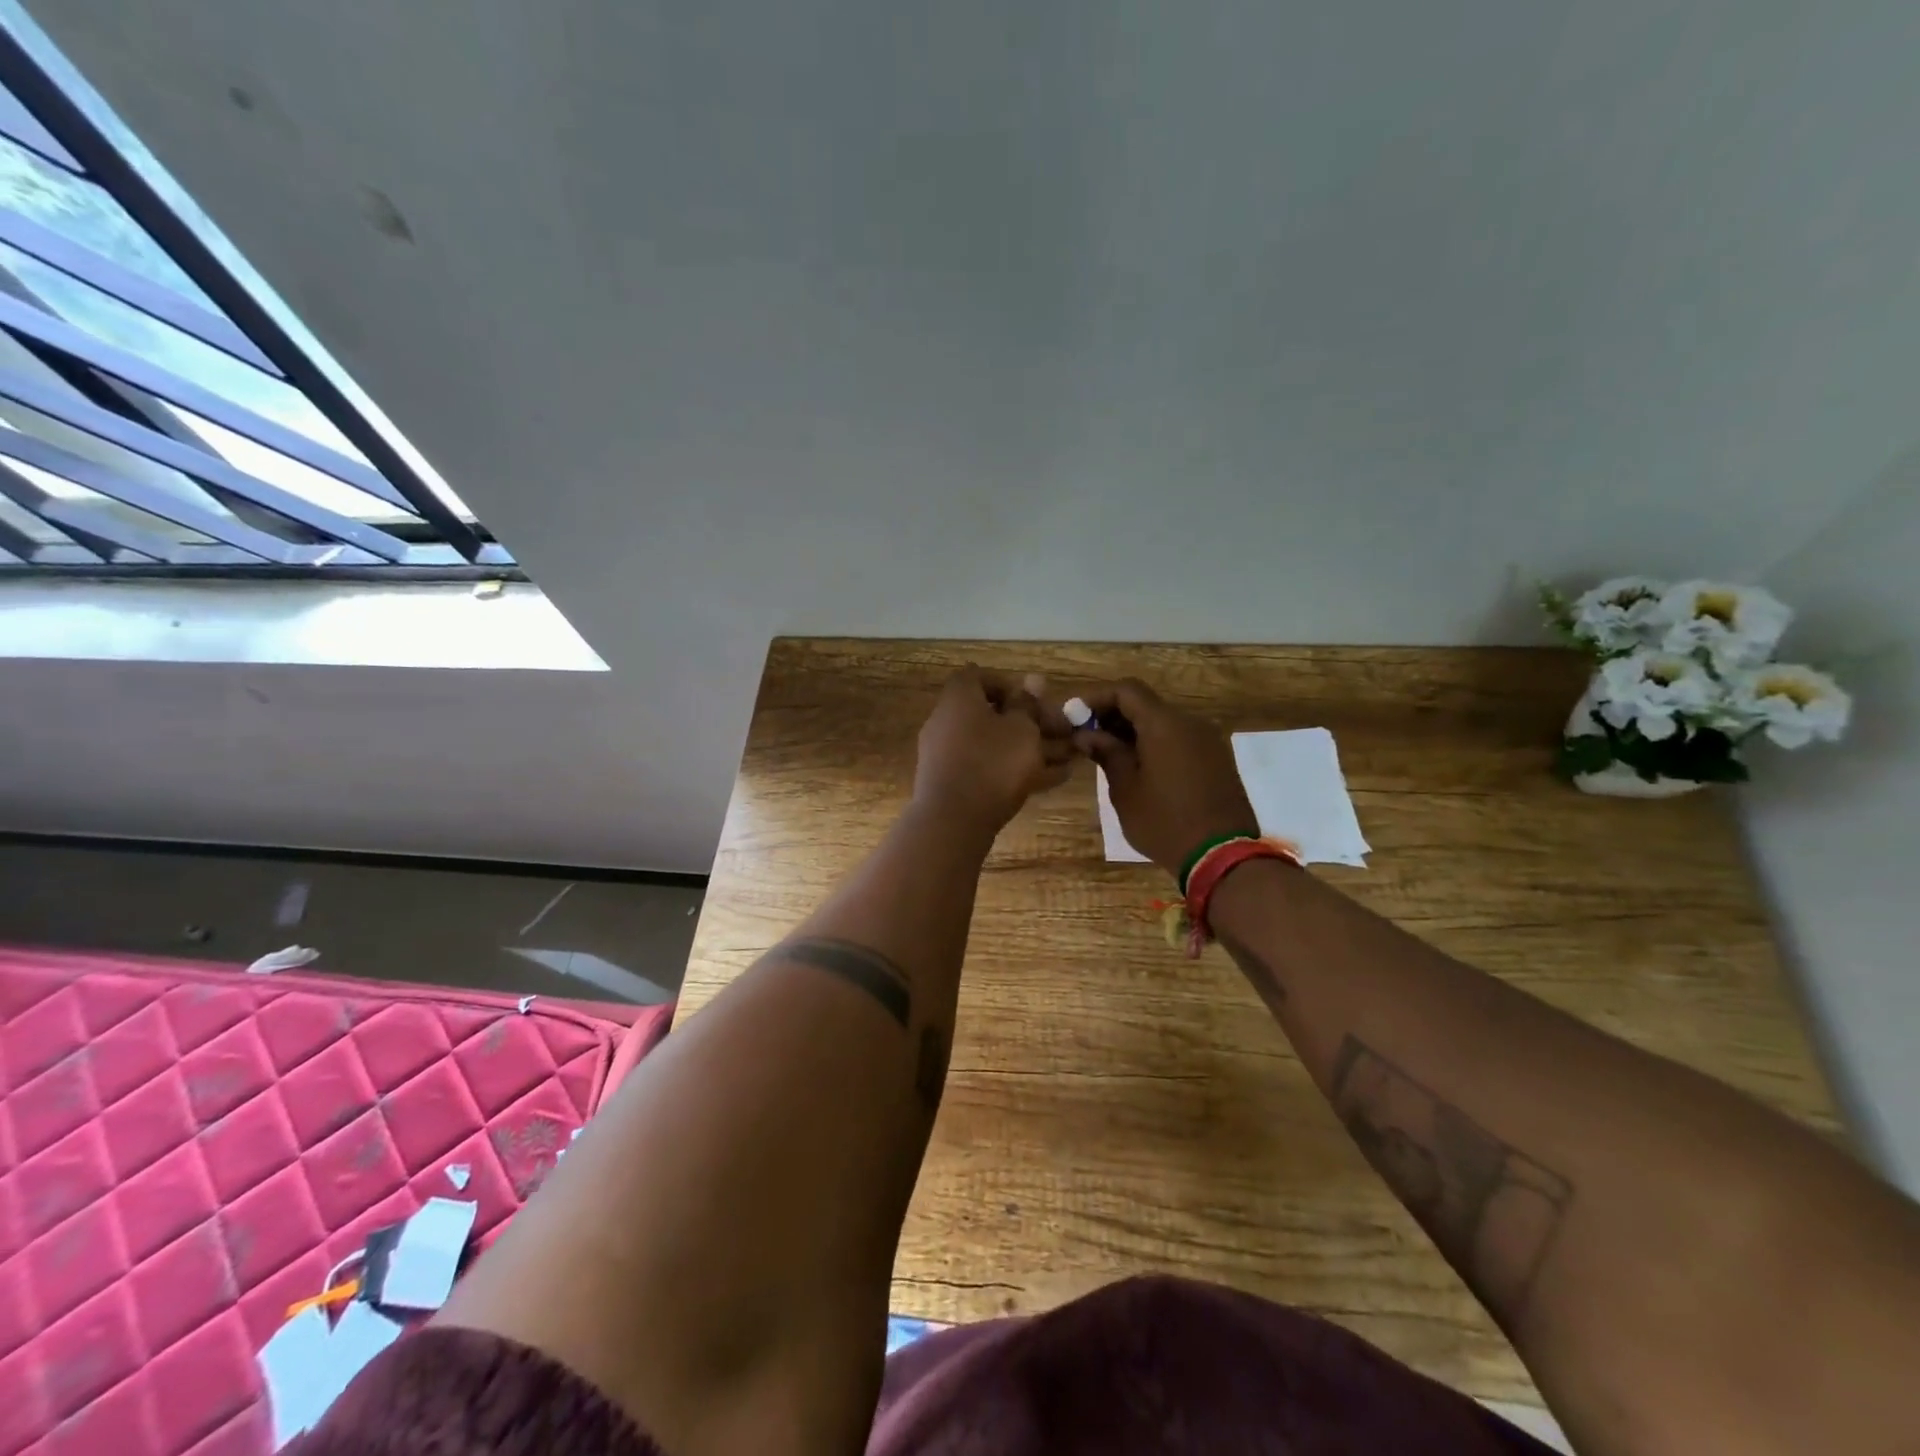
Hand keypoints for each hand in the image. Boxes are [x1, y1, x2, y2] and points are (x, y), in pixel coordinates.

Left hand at [914, 668, 1073, 841]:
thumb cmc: (992, 763)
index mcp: (959, 699)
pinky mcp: (953, 784)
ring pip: (995, 745)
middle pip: (991, 714)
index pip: (979, 677)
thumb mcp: (1022, 729)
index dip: (1009, 685)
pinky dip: (1016, 771)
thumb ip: (1029, 705)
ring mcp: (948, 755)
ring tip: (1069, 759)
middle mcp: (947, 722)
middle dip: (1030, 723)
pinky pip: (988, 769)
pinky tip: (1053, 779)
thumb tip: (1033, 680)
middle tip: (1062, 734)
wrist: (953, 821)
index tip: (1035, 702)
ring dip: (1030, 749)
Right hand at [1074, 678, 1257, 876]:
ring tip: (1109, 755)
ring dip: (1134, 731)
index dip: (1097, 698)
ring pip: (1164, 722)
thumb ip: (1107, 754)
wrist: (1222, 856)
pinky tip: (1139, 767)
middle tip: (1087, 738)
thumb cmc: (1164, 822)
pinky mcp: (1217, 759)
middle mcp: (1190, 722)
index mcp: (1165, 724)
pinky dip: (1155, 743)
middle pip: (1146, 704)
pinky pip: (1180, 739)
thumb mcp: (1125, 790)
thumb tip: (1087, 734)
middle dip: (1113, 715)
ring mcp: (1208, 740)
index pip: (1126, 690)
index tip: (1075, 717)